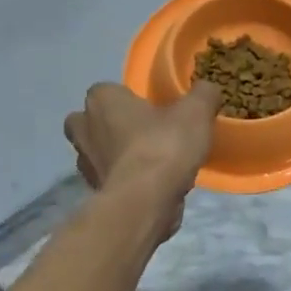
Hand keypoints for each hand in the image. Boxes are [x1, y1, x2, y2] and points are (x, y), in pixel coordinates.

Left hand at [64, 82, 222, 237]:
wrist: (145, 202)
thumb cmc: (164, 146)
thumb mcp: (196, 112)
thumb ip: (203, 95)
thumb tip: (207, 88)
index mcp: (101, 99)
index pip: (108, 90)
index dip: (129, 98)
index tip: (153, 109)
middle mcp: (83, 128)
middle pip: (94, 121)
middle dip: (112, 126)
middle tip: (145, 132)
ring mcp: (85, 163)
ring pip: (99, 151)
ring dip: (118, 154)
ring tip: (152, 161)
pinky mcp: (95, 191)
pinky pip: (110, 178)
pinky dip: (125, 179)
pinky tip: (151, 184)